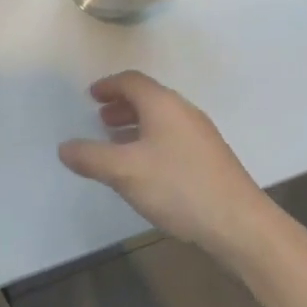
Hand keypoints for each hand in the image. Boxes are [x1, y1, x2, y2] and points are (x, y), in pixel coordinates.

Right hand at [58, 71, 266, 254]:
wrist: (242, 225)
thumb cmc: (179, 187)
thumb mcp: (125, 172)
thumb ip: (91, 157)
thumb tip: (64, 147)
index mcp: (162, 104)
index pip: (131, 81)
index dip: (108, 86)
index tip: (91, 96)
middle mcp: (183, 111)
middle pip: (147, 98)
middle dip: (121, 106)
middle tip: (100, 120)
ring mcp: (201, 135)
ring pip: (161, 119)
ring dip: (137, 126)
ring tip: (118, 146)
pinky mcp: (212, 159)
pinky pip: (173, 137)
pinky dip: (152, 141)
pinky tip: (147, 170)